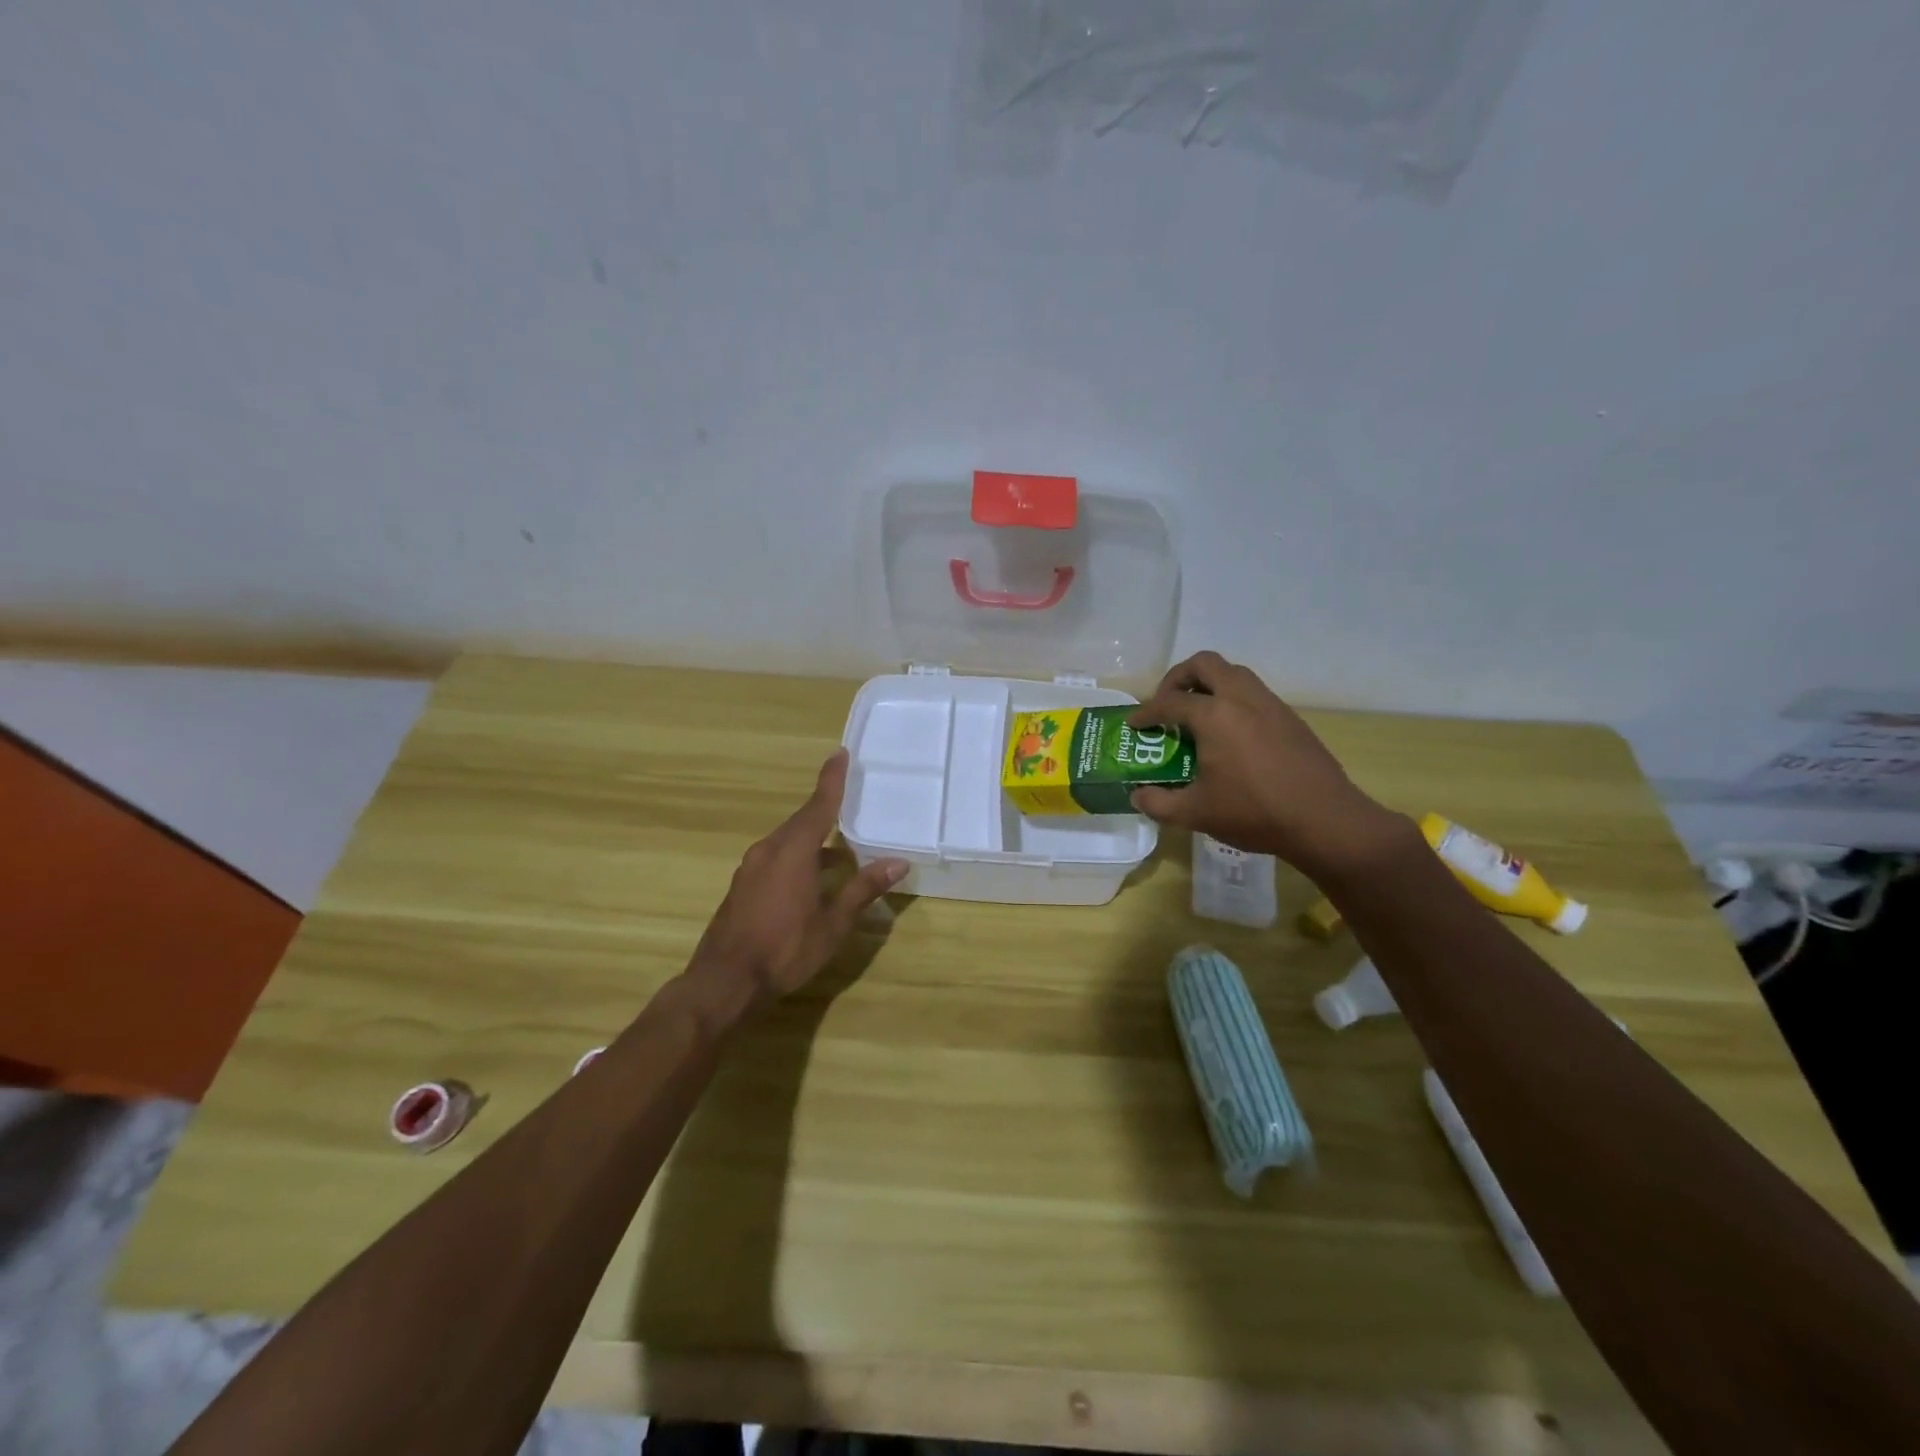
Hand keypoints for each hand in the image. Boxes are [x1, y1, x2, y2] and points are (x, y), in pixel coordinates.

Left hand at [687, 749, 907, 1017]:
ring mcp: (751, 869)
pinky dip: (798, 858)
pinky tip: (812, 880)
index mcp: (793, 851)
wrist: (725, 982)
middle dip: (826, 812)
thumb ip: (863, 889)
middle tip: (849, 802)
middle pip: (802, 822)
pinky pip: (776, 858)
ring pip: (788, 842)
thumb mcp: (833, 923)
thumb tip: (898, 862)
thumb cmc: (785, 949)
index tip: (839, 754)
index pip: (819, 806)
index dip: (831, 780)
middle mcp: (768, 850)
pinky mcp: (743, 887)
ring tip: (841, 852)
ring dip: (814, 841)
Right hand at [1127, 651, 1406, 875]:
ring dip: (1209, 684)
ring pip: (1234, 673)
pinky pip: (1253, 693)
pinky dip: (1233, 700)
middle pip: (1204, 664)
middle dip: (1178, 678)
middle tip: (1167, 703)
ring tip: (1198, 714)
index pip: (1169, 702)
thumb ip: (1158, 803)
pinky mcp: (1290, 718)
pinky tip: (1230, 734)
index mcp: (1214, 716)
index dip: (1146, 712)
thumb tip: (1138, 796)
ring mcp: (1270, 704)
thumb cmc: (1254, 813)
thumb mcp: (1196, 813)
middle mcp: (1241, 698)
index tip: (1135, 725)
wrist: (1324, 820)